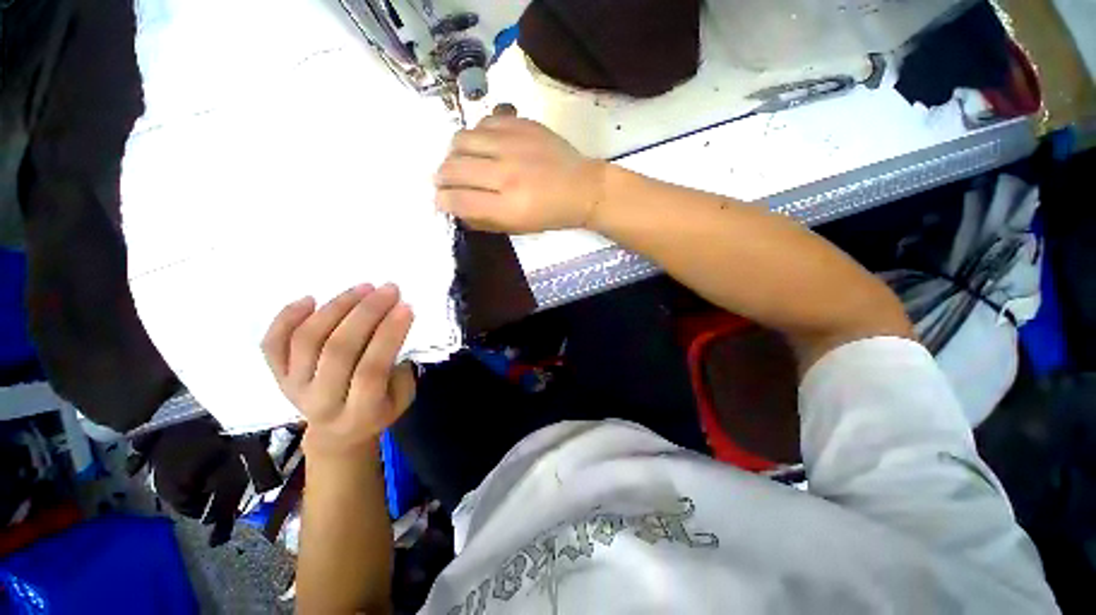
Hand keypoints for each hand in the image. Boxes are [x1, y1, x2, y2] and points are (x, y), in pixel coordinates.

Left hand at [261, 283, 415, 458]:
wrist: (336, 434)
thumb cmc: (378, 411)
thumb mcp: (402, 399)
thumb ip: (400, 369)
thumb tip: (395, 329)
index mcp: (359, 412)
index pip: (371, 369)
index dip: (389, 335)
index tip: (406, 307)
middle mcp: (321, 401)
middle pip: (338, 350)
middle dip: (367, 313)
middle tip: (388, 289)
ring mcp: (293, 387)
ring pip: (307, 340)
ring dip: (337, 307)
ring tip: (362, 287)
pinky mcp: (277, 375)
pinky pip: (273, 343)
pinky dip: (287, 317)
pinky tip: (311, 298)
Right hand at [434, 105, 604, 232]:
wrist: (583, 188)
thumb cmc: (551, 215)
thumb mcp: (519, 228)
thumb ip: (485, 220)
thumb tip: (456, 209)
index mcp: (509, 206)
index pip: (460, 199)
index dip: (443, 200)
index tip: (441, 200)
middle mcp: (508, 173)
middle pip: (454, 167)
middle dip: (442, 177)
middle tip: (446, 182)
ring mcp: (514, 143)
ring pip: (462, 139)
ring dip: (454, 153)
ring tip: (461, 161)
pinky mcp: (522, 124)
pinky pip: (484, 121)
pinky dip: (476, 134)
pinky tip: (483, 145)